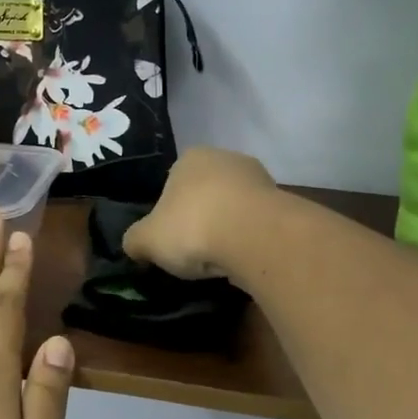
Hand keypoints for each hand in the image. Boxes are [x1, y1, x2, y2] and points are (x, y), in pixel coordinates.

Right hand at [123, 147, 275, 280]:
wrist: (255, 237)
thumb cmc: (193, 227)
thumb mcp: (147, 240)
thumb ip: (135, 240)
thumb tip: (134, 245)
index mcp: (190, 158)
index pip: (172, 182)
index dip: (168, 211)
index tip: (169, 237)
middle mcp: (226, 159)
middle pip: (206, 192)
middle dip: (200, 217)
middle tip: (192, 250)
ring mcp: (260, 179)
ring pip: (234, 207)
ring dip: (227, 228)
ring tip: (219, 260)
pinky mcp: (283, 203)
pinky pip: (257, 224)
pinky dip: (249, 239)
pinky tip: (243, 260)